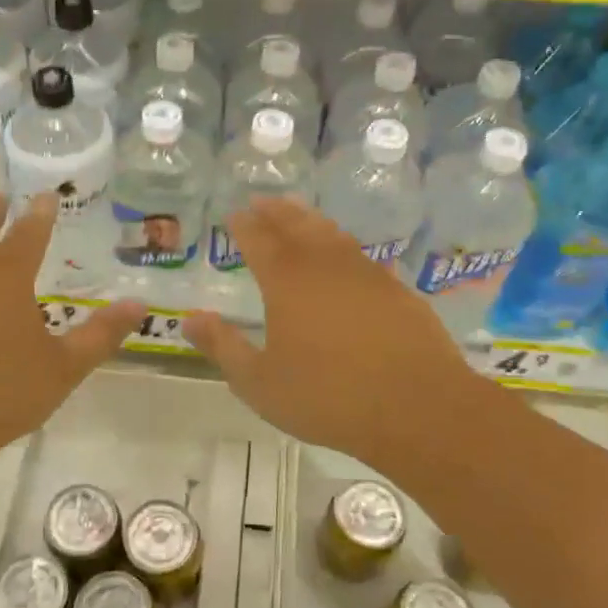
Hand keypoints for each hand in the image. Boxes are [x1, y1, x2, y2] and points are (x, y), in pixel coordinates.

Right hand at [184, 196, 488, 472]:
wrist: (417, 407)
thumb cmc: (328, 397)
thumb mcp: (259, 382)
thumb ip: (223, 347)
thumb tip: (190, 319)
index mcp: (287, 282)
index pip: (258, 240)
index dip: (244, 225)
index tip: (234, 214)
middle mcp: (325, 266)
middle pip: (296, 226)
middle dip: (275, 211)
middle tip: (262, 200)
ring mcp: (366, 274)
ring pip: (332, 234)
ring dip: (310, 220)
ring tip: (298, 214)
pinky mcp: (396, 290)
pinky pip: (362, 256)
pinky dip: (345, 247)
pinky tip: (346, 256)